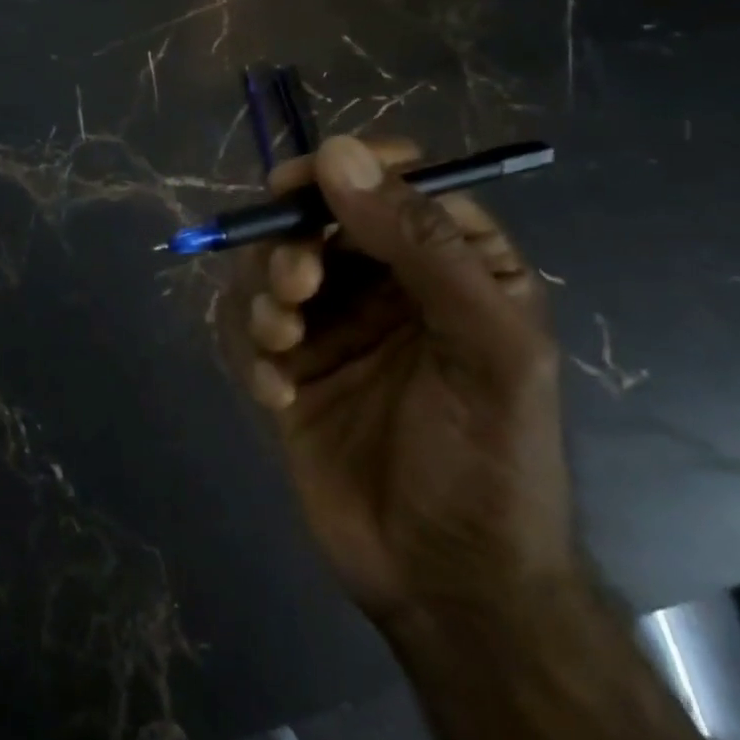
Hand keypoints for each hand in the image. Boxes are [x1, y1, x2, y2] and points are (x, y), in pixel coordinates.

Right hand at [219, 135, 573, 627]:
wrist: (447, 586)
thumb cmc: (490, 461)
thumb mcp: (485, 347)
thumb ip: (420, 245)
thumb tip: (337, 153)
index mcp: (452, 265)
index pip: (394, 184)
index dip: (346, 171)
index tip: (300, 183)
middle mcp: (387, 285)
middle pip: (316, 220)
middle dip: (294, 242)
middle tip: (297, 285)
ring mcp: (334, 328)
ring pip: (272, 268)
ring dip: (266, 296)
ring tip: (283, 343)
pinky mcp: (290, 370)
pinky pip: (249, 330)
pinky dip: (254, 352)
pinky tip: (278, 397)